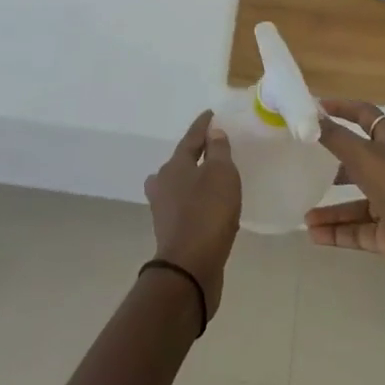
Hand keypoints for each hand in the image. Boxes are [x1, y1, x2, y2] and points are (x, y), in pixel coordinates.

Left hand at [144, 111, 241, 315]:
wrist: (189, 268)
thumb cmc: (207, 213)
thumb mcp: (221, 174)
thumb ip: (218, 150)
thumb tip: (213, 132)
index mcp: (174, 166)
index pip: (191, 138)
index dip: (203, 125)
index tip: (212, 115)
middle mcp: (163, 184)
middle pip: (180, 162)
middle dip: (195, 154)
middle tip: (214, 148)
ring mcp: (164, 210)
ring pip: (180, 186)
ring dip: (196, 180)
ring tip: (214, 179)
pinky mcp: (171, 232)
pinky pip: (187, 207)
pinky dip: (198, 202)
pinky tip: (213, 209)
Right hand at [308, 100, 384, 290]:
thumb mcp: (367, 159)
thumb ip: (336, 139)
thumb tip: (309, 115)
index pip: (364, 116)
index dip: (342, 109)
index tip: (313, 109)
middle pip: (357, 160)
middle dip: (331, 162)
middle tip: (301, 163)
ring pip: (355, 202)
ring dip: (330, 207)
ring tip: (303, 215)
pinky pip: (358, 231)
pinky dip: (337, 232)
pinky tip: (313, 235)